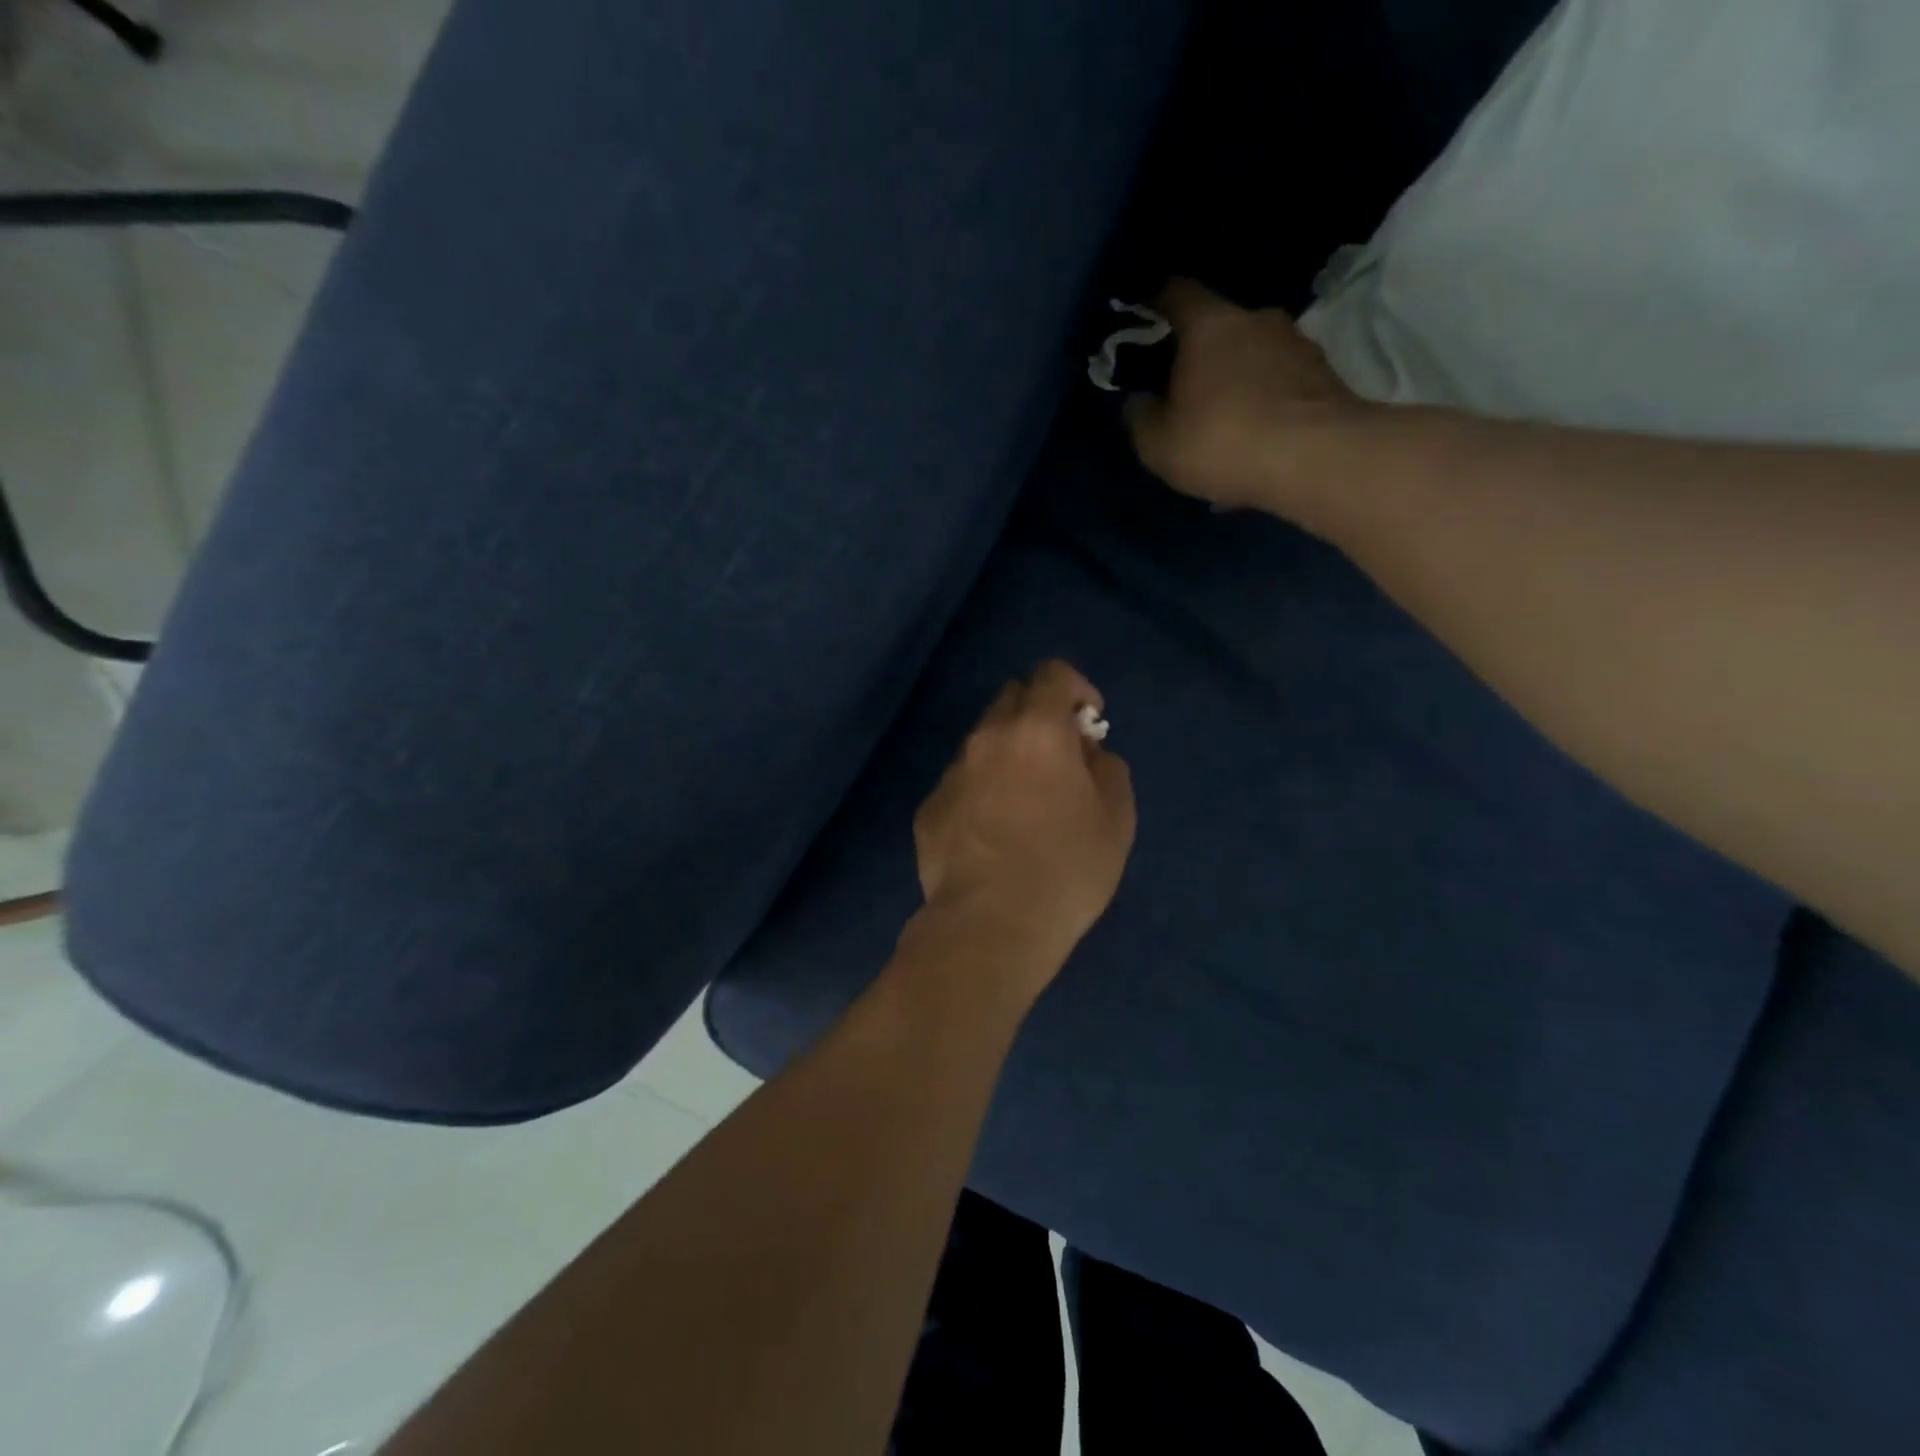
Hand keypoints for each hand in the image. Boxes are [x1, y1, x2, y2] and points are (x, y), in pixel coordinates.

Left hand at [912, 661, 1136, 987]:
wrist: (991, 925)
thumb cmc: (1066, 869)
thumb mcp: (1116, 818)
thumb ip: (1107, 768)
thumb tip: (1087, 753)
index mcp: (1036, 730)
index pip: (1053, 674)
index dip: (1076, 688)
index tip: (1088, 722)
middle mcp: (987, 739)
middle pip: (1011, 699)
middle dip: (1038, 715)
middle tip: (1058, 759)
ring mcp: (952, 773)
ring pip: (982, 742)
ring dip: (1006, 754)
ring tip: (1023, 804)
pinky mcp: (929, 809)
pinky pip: (960, 783)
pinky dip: (980, 791)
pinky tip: (991, 836)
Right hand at [1124, 278, 1372, 523]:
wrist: (1317, 459)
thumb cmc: (1223, 441)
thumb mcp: (1159, 444)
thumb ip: (1140, 418)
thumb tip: (1137, 400)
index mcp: (1209, 325)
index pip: (1177, 293)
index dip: (1157, 302)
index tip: (1144, 317)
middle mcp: (1257, 319)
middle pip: (1219, 326)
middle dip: (1200, 353)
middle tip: (1184, 388)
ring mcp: (1297, 344)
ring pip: (1254, 355)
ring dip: (1237, 380)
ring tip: (1224, 421)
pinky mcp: (1325, 376)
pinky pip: (1280, 384)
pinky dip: (1264, 402)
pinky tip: (1255, 438)